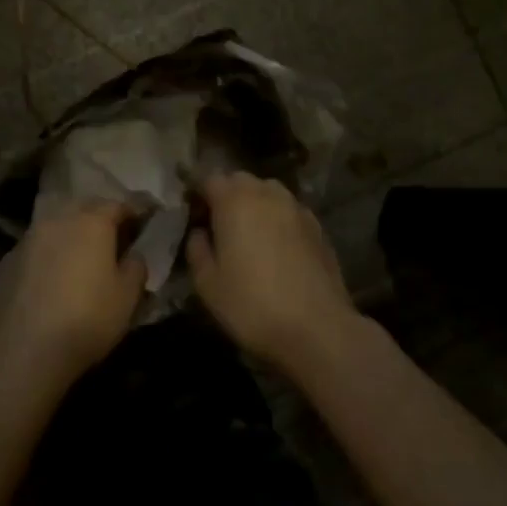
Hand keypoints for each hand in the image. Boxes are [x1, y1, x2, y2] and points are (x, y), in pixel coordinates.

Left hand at [0, 202, 146, 386]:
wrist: (23, 352)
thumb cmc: (87, 319)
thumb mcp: (128, 296)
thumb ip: (136, 266)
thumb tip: (133, 255)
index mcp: (91, 222)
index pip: (118, 205)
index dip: (135, 211)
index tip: (146, 219)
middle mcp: (56, 221)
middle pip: (82, 208)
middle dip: (99, 217)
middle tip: (113, 235)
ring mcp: (25, 241)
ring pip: (54, 227)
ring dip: (69, 235)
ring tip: (79, 257)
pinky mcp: (4, 264)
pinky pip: (33, 251)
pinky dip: (46, 258)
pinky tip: (49, 281)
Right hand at [186, 173, 359, 366]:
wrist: (316, 327)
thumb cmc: (252, 305)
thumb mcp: (208, 284)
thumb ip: (197, 250)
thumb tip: (199, 232)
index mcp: (234, 201)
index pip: (208, 178)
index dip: (195, 190)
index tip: (189, 209)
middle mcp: (267, 194)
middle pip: (240, 180)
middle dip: (225, 193)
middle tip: (216, 222)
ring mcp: (296, 208)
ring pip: (269, 191)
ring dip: (254, 202)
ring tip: (247, 232)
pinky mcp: (318, 227)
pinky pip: (289, 211)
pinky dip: (277, 218)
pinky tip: (276, 245)